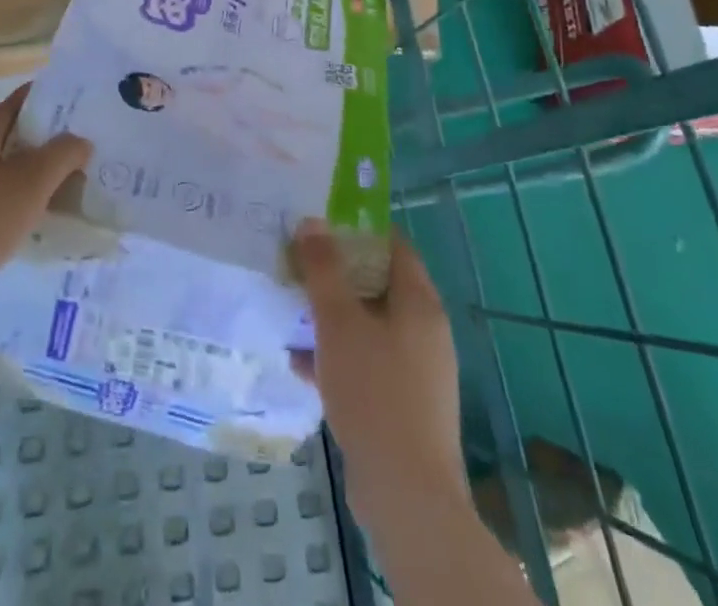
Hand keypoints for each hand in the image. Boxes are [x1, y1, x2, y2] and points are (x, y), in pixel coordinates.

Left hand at [0, 85, 91, 302]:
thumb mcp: (29, 183)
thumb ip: (61, 155)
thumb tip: (81, 140)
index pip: (15, 104)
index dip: (43, 96)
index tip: (75, 99)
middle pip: (10, 139)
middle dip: (45, 139)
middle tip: (84, 145)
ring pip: (3, 175)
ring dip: (34, 176)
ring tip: (69, 185)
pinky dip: (18, 206)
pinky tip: (34, 224)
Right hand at [291, 221, 467, 521]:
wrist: (406, 494)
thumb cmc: (374, 391)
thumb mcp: (338, 321)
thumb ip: (323, 269)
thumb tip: (312, 222)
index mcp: (419, 302)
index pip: (393, 246)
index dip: (358, 231)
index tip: (321, 225)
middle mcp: (425, 330)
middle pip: (378, 285)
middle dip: (337, 275)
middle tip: (299, 266)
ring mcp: (417, 371)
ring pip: (369, 327)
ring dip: (333, 318)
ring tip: (293, 312)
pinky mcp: (404, 406)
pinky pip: (368, 364)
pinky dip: (338, 357)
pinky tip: (301, 364)